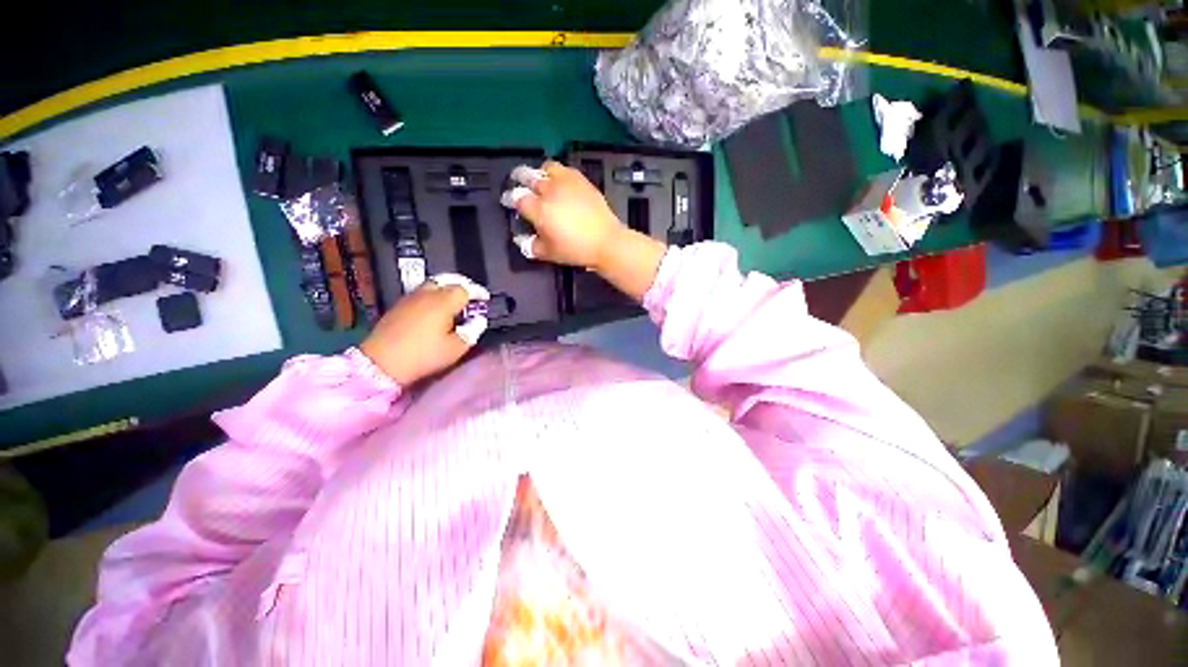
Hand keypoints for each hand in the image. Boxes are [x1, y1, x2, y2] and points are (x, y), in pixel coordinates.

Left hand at [359, 279, 481, 385]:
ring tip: (454, 301)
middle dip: (462, 286)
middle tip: (471, 296)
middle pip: (448, 281)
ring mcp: (410, 298)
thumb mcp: (456, 348)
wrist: (381, 362)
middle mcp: (427, 294)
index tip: (485, 298)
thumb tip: (478, 320)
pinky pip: (421, 293)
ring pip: (433, 285)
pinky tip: (435, 308)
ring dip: (446, 289)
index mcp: (444, 302)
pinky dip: (433, 295)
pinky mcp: (398, 306)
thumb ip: (472, 331)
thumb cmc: (424, 355)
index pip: (465, 289)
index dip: (478, 292)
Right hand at [505, 161, 626, 270]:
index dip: (510, 199)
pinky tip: (560, 180)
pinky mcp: (581, 180)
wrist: (605, 241)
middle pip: (528, 176)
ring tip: (540, 178)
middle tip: (518, 181)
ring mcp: (566, 183)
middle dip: (520, 178)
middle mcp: (549, 191)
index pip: (517, 198)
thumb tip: (521, 240)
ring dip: (540, 172)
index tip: (508, 201)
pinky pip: (565, 169)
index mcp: (539, 209)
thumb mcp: (549, 253)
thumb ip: (531, 246)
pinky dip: (558, 172)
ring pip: (546, 168)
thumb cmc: (575, 250)